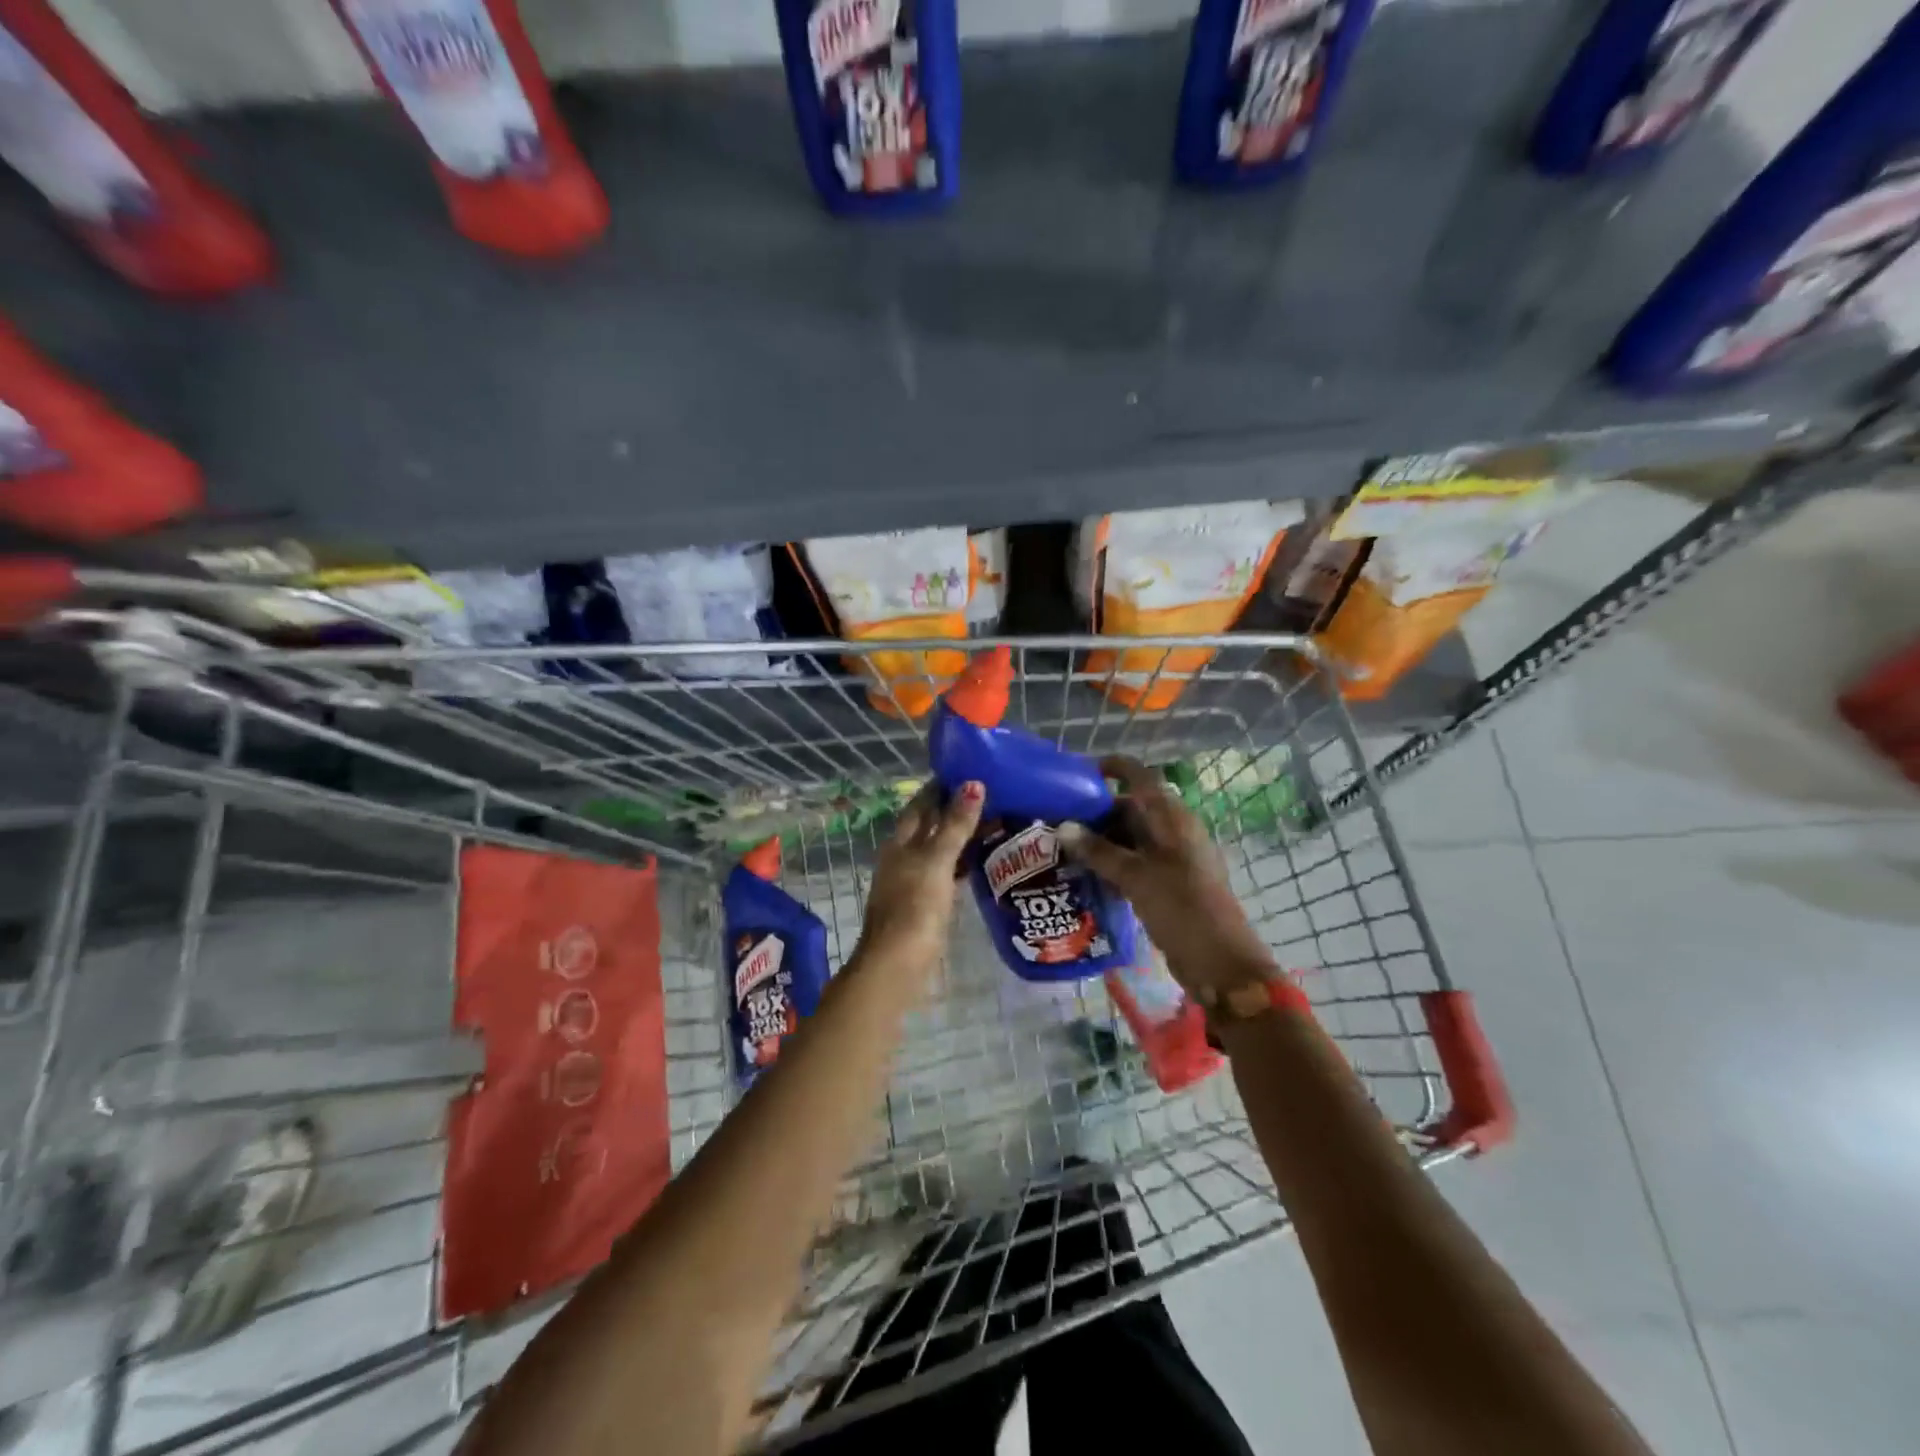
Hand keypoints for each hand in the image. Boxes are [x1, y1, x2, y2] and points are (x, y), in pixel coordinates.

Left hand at [853, 780, 984, 975]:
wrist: (896, 964)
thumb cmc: (915, 907)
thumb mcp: (937, 861)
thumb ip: (955, 825)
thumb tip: (973, 784)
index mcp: (900, 843)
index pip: (920, 804)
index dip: (940, 787)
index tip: (968, 771)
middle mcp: (902, 857)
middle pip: (928, 826)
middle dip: (952, 810)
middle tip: (988, 795)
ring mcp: (911, 882)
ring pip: (937, 850)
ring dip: (958, 836)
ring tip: (990, 823)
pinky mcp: (922, 905)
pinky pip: (943, 873)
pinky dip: (959, 863)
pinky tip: (978, 864)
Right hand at [1058, 756, 1276, 999]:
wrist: (1220, 964)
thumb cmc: (1181, 908)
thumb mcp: (1135, 876)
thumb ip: (1098, 851)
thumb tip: (1063, 827)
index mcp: (1173, 817)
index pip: (1141, 777)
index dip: (1113, 768)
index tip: (1079, 773)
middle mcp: (1174, 831)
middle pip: (1133, 808)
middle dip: (1097, 812)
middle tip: (1059, 821)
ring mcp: (1174, 859)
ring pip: (1132, 838)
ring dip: (1102, 841)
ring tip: (1065, 850)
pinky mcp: (1170, 884)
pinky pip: (1136, 863)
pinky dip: (1113, 864)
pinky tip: (1087, 877)